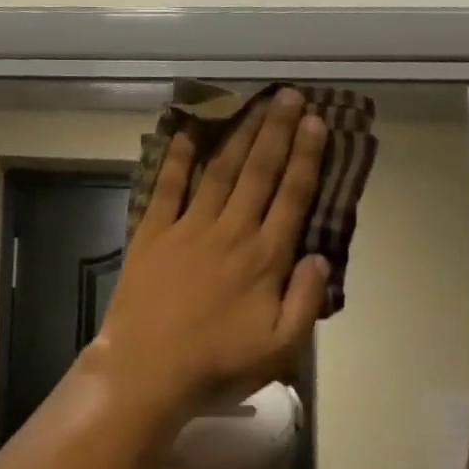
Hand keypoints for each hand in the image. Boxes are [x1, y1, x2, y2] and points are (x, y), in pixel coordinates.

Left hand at [93, 89, 330, 422]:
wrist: (147, 372)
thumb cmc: (217, 365)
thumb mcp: (280, 348)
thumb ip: (307, 300)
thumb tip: (321, 257)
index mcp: (265, 258)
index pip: (293, 196)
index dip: (307, 158)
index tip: (318, 123)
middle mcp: (230, 232)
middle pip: (259, 172)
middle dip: (277, 131)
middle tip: (290, 97)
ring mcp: (188, 228)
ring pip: (219, 171)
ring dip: (239, 135)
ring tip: (255, 104)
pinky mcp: (151, 234)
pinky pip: (166, 187)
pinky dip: (177, 158)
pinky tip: (188, 131)